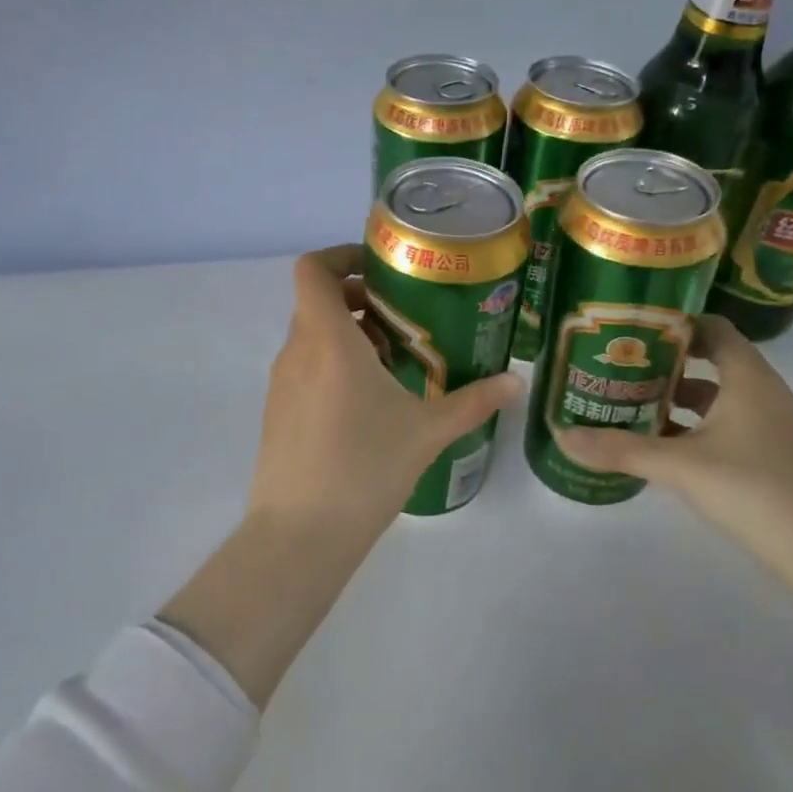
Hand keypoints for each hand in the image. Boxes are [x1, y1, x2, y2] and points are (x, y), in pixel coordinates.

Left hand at [246, 244, 521, 541]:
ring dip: (350, 337)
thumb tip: (516, 382)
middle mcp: (297, 351)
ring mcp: (281, 383)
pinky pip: (305, 368)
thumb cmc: (365, 468)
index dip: (342, 256)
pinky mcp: (277, 412)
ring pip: (313, 337)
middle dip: (361, 301)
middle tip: (403, 321)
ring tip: (394, 364)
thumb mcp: (428, 431)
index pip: (313, 269)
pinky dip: (334, 365)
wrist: (301, 535)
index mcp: (328, 340)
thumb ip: (473, 401)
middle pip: (319, 302)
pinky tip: (369, 405)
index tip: (381, 270)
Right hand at [557, 315, 792, 544]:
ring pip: (717, 395)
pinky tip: (662, 444)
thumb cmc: (754, 489)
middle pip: (712, 359)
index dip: (675, 323)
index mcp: (748, 377)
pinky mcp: (770, 453)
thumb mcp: (680, 467)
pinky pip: (726, 423)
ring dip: (678, 396)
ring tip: (631, 401)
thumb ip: (621, 449)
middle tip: (620, 364)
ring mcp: (770, 424)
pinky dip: (694, 424)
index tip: (633, 328)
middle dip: (666, 362)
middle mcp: (762, 392)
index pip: (713, 328)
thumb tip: (562, 434)